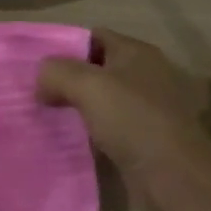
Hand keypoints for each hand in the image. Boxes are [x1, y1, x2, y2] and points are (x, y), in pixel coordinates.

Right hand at [37, 29, 210, 210]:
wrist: (173, 174)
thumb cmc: (133, 119)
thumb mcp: (87, 86)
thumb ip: (57, 73)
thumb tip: (41, 80)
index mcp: (136, 53)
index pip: (94, 36)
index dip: (66, 47)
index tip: (38, 67)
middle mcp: (144, 74)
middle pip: (96, 69)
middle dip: (67, 80)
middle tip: (37, 94)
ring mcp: (146, 107)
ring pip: (101, 100)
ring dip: (77, 107)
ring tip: (47, 116)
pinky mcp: (144, 137)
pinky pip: (108, 126)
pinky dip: (90, 131)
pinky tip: (70, 139)